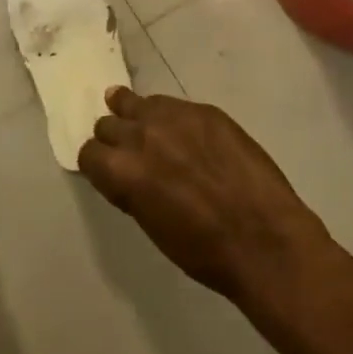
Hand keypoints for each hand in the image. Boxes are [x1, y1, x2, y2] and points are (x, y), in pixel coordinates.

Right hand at [77, 88, 331, 304]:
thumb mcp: (153, 225)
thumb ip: (133, 190)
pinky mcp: (204, 109)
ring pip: (136, 102)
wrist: (264, 239)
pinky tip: (180, 128)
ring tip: (140, 120)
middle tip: (127, 150)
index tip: (106, 170)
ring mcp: (174, 117)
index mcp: (123, 172)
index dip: (96, 163)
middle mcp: (141, 136)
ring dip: (134, 114)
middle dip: (113, 137)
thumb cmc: (204, 251)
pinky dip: (168, 115)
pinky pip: (172, 103)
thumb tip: (128, 174)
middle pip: (108, 123)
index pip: (88, 153)